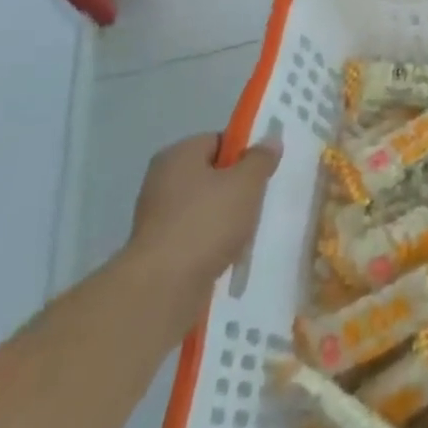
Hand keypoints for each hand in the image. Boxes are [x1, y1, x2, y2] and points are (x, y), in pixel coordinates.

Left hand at [124, 133, 279, 339]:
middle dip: (237, 187)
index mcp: (179, 155)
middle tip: (262, 198)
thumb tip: (270, 140)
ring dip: (227, 217)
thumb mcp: (246, 183)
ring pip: (205, 207)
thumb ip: (260, 159)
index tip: (265, 170)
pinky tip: (230, 253)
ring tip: (250, 230)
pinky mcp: (159, 249)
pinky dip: (213, 242)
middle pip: (211, 174)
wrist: (163, 287)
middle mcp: (162, 180)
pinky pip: (195, 235)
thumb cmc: (207, 222)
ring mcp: (157, 216)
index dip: (245, 152)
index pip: (218, 141)